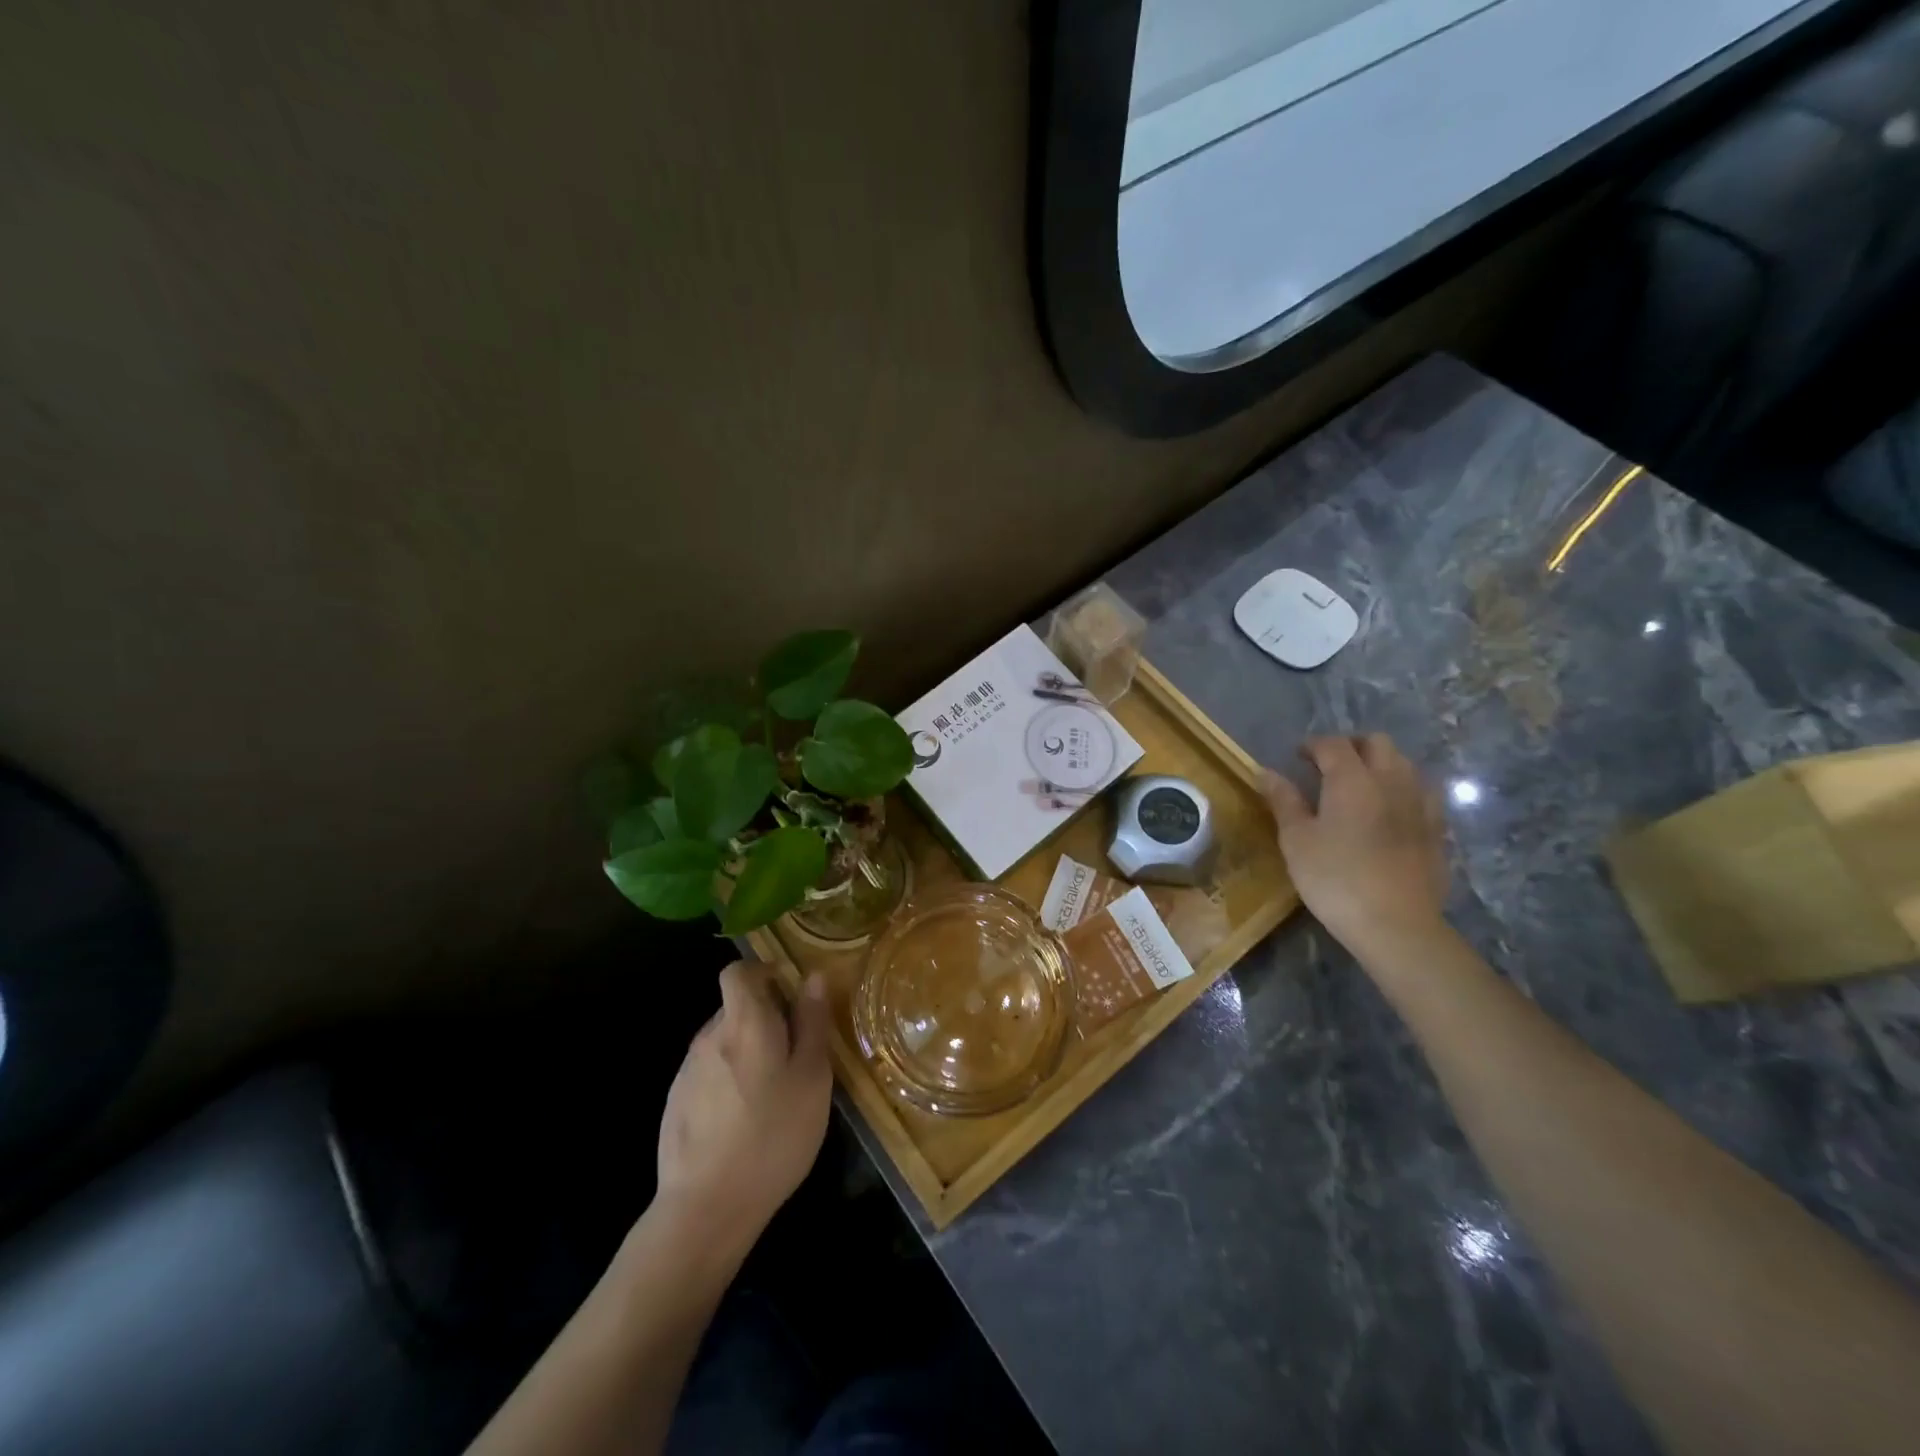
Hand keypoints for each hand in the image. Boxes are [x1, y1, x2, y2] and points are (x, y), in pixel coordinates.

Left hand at [652, 961, 832, 1266]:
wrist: (706, 1208)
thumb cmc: (773, 1135)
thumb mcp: (812, 1078)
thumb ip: (812, 1023)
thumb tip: (814, 978)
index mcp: (744, 1022)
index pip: (738, 971)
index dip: (762, 972)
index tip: (788, 992)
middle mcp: (709, 1036)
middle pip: (735, 1007)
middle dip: (763, 1017)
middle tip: (794, 1052)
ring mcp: (687, 1071)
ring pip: (723, 1041)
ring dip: (747, 1050)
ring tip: (773, 1092)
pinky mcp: (676, 1102)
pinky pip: (709, 1072)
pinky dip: (729, 1079)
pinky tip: (745, 1119)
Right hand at [1260, 734, 1448, 952]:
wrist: (1396, 925)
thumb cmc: (1335, 878)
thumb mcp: (1296, 840)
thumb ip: (1284, 800)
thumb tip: (1266, 772)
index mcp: (1352, 779)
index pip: (1333, 744)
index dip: (1313, 745)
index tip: (1297, 756)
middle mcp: (1391, 781)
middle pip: (1377, 743)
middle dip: (1351, 746)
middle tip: (1328, 765)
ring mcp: (1421, 804)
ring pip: (1404, 764)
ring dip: (1380, 764)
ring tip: (1359, 786)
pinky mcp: (1437, 830)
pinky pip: (1422, 793)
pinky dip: (1402, 789)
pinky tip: (1389, 811)